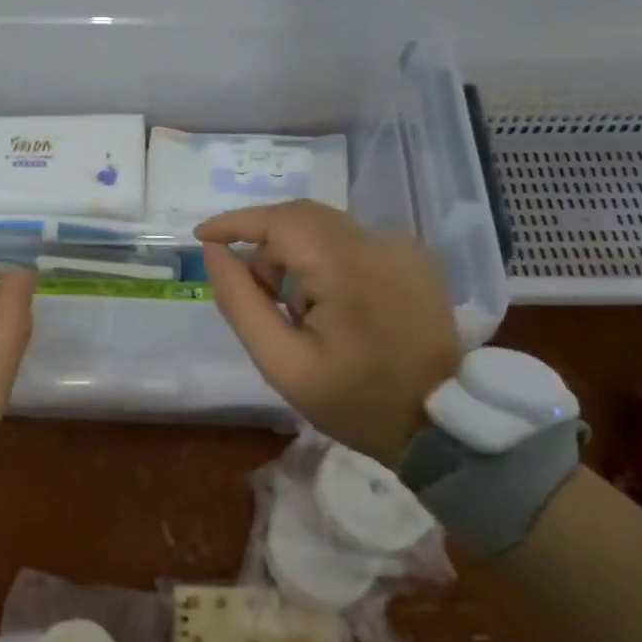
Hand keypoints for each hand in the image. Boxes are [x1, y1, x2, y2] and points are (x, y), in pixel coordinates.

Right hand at [196, 200, 463, 469]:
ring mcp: (401, 246)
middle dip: (265, 247)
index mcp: (345, 266)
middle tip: (253, 294)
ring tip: (294, 313)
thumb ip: (241, 303)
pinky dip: (324, 262)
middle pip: (302, 218)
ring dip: (295, 258)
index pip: (279, 219)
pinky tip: (329, 308)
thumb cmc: (355, 401)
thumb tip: (214, 253)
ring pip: (325, 228)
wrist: (440, 423)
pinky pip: (352, 242)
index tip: (202, 237)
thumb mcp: (283, 363)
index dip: (235, 223)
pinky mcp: (414, 257)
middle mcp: (378, 241)